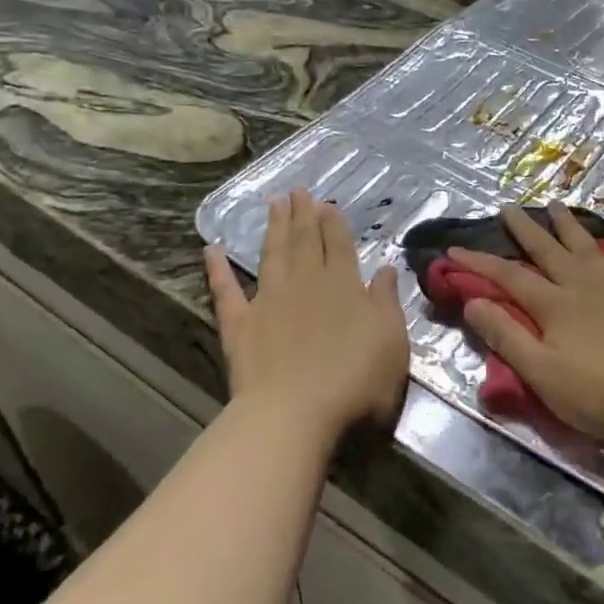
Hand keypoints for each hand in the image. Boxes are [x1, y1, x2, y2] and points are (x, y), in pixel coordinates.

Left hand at [205, 189, 409, 441]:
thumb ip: (387, 302)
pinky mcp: (239, 324)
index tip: (326, 203)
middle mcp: (306, 282)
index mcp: (344, 285)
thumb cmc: (356, 381)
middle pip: (305, 241)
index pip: (340, 246)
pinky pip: (225, 290)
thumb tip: (385, 269)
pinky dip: (217, 269)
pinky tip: (211, 249)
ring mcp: (269, 300)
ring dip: (273, 228)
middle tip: (297, 190)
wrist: (296, 413)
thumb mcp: (392, 341)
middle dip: (303, 215)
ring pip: (273, 254)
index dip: (333, 223)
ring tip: (273, 203)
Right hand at [449, 203, 603, 448]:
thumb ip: (507, 336)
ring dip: (570, 226)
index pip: (508, 278)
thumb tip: (473, 301)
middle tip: (508, 207)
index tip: (453, 249)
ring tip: (556, 205)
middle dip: (525, 230)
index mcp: (554, 306)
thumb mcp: (543, 374)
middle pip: (548, 251)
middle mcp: (584, 286)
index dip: (479, 263)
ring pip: (589, 247)